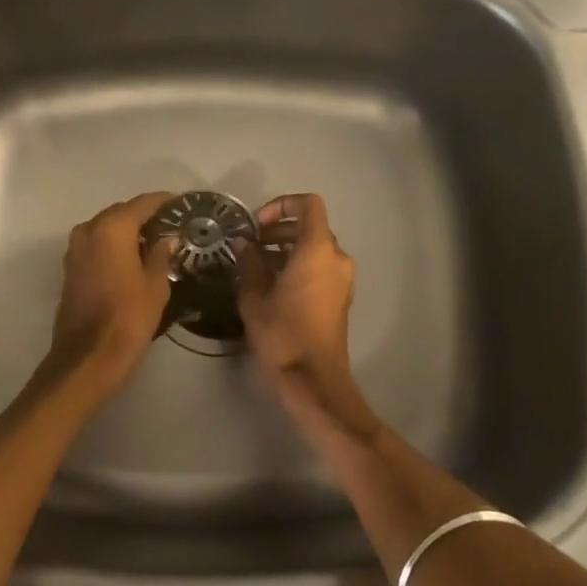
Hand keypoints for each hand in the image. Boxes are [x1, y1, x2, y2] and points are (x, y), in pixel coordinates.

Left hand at [49, 192, 176, 383]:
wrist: (88, 357)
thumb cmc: (128, 318)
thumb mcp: (156, 285)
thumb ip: (161, 255)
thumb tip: (166, 239)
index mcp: (112, 228)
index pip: (143, 203)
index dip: (164, 202)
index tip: (183, 204)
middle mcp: (89, 230)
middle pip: (122, 213)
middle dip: (146, 217)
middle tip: (172, 226)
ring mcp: (75, 249)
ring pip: (107, 229)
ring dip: (129, 232)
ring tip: (156, 243)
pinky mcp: (71, 268)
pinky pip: (97, 246)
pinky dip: (115, 246)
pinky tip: (134, 259)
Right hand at [236, 194, 366, 427]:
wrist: (313, 380)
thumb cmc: (282, 335)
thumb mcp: (254, 298)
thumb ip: (249, 264)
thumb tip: (243, 244)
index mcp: (317, 250)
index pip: (308, 205)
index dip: (282, 205)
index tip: (258, 225)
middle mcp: (336, 258)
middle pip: (311, 227)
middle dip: (280, 230)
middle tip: (252, 246)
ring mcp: (343, 279)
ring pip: (316, 249)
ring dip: (287, 250)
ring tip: (257, 267)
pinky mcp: (341, 297)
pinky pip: (321, 268)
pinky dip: (299, 266)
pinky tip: (274, 286)